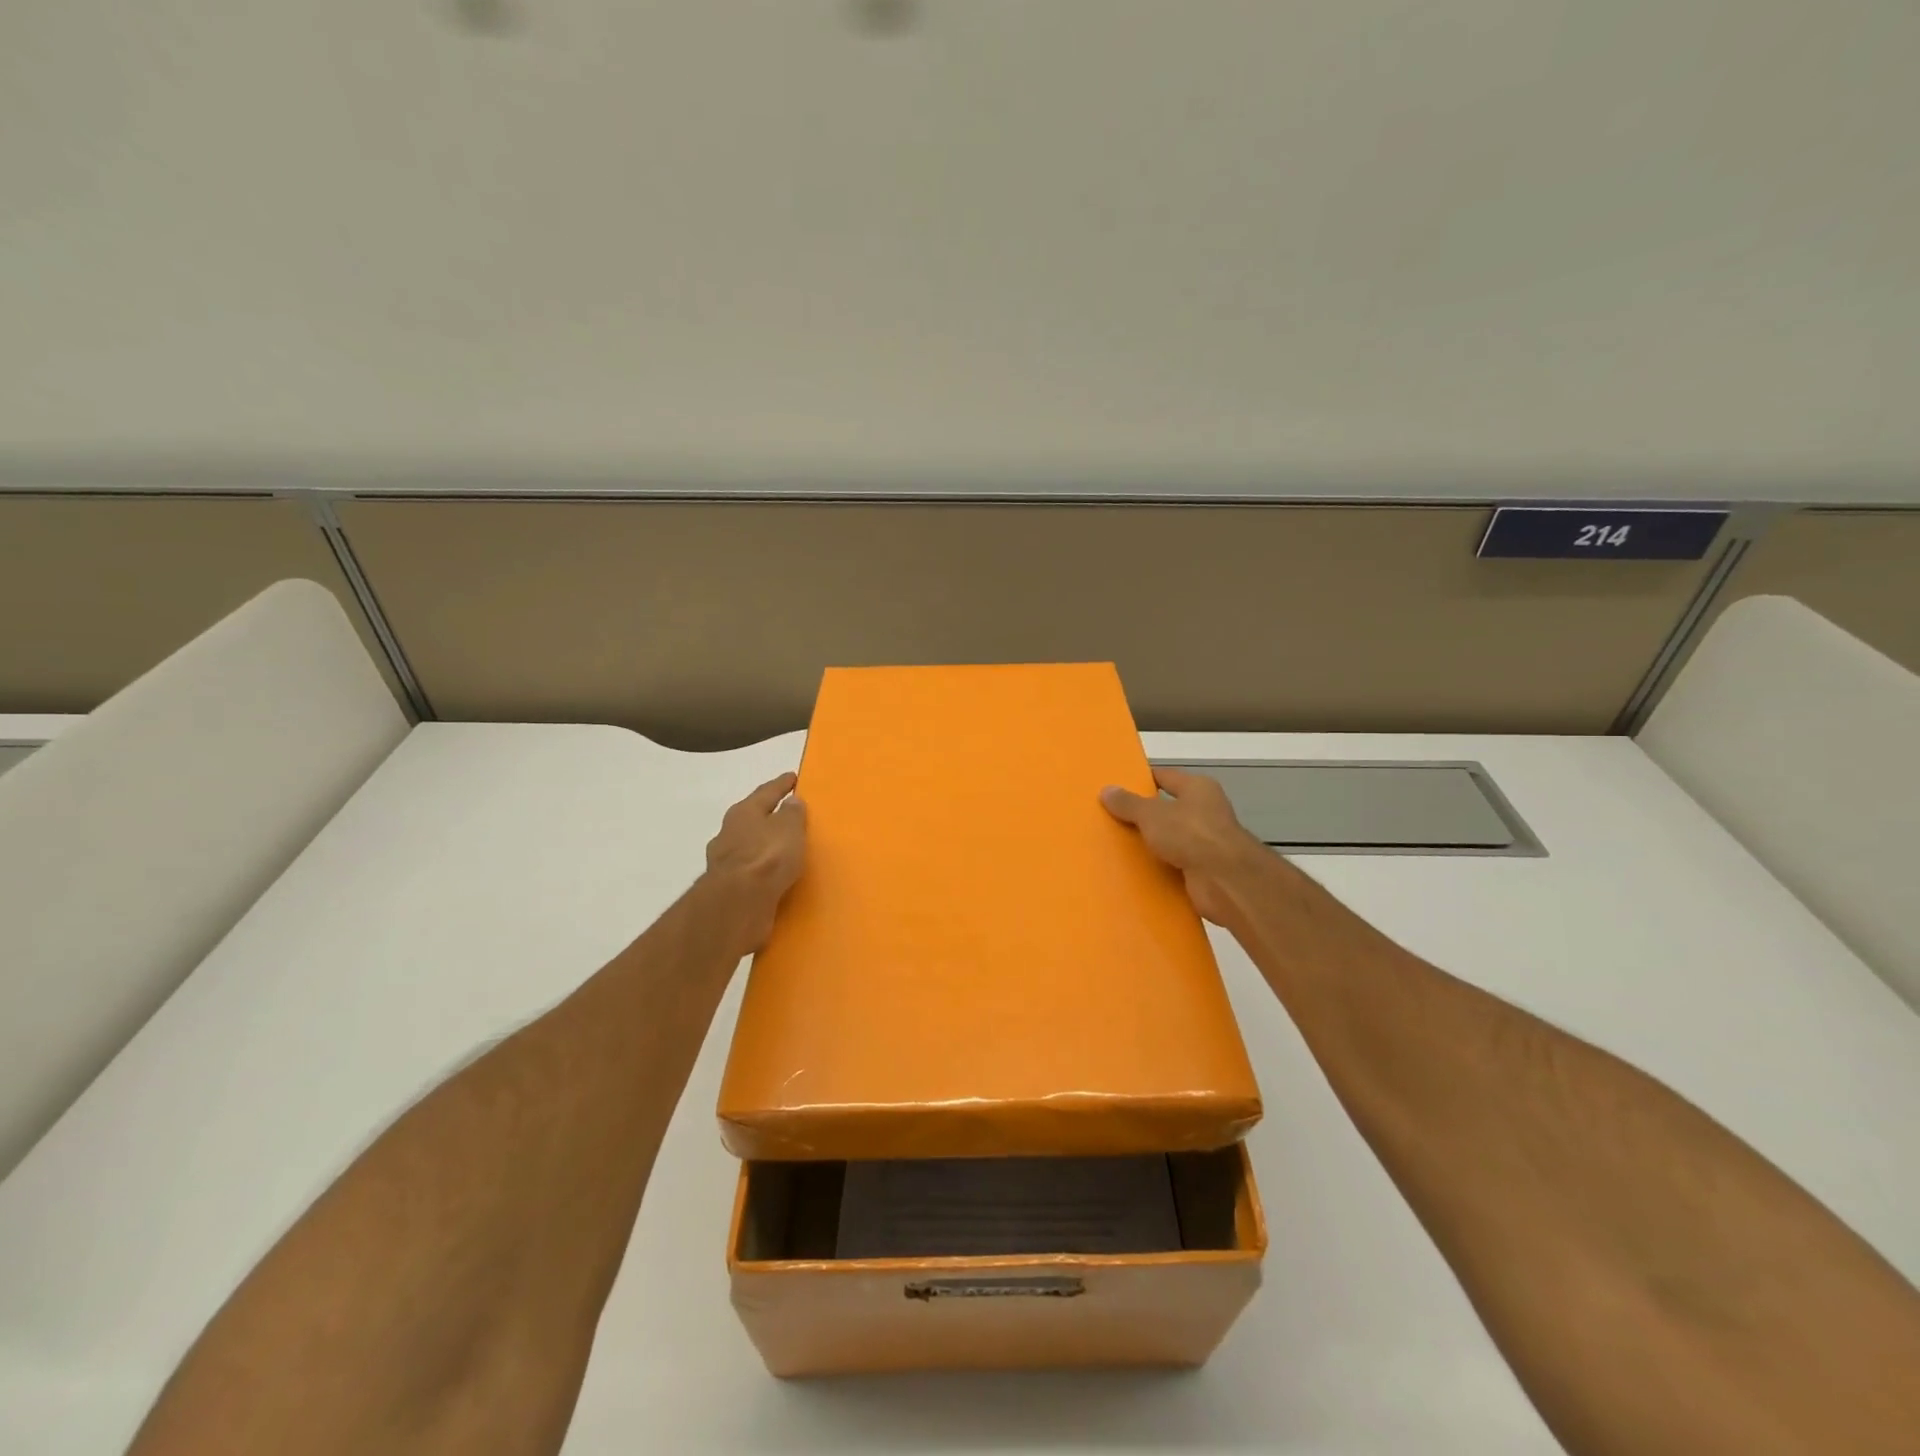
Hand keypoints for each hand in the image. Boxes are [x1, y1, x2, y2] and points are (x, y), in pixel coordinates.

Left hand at [703, 772, 807, 956]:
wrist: (738, 904)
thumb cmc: (767, 857)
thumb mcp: (789, 828)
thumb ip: (792, 814)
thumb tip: (792, 801)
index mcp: (743, 812)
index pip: (766, 792)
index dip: (781, 784)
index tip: (793, 777)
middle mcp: (729, 833)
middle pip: (752, 819)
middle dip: (768, 816)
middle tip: (786, 815)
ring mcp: (725, 862)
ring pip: (748, 847)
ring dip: (762, 846)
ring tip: (783, 851)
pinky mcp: (727, 888)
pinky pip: (749, 872)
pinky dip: (760, 871)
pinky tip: (772, 877)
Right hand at [1101, 766, 1270, 926]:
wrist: (1226, 880)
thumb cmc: (1191, 834)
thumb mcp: (1151, 814)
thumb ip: (1128, 803)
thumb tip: (1106, 790)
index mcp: (1198, 788)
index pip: (1165, 777)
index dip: (1142, 780)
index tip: (1117, 787)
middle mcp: (1205, 811)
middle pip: (1167, 809)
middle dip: (1142, 815)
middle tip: (1110, 818)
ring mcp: (1206, 842)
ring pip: (1170, 839)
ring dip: (1150, 844)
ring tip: (1117, 846)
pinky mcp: (1204, 869)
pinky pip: (1174, 864)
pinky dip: (1158, 867)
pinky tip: (1135, 871)